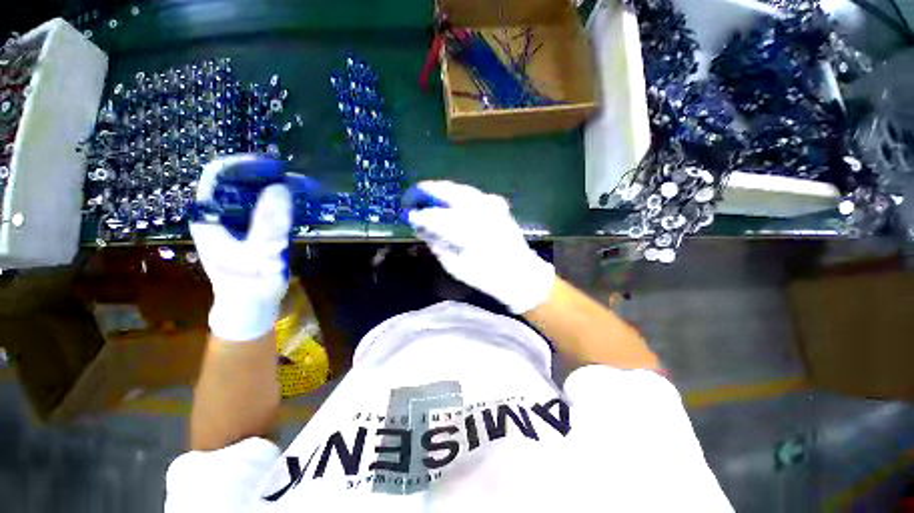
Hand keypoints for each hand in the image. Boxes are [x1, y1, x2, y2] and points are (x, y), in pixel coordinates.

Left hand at [190, 155, 292, 341]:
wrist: (250, 306)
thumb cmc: (249, 285)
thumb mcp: (260, 254)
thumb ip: (268, 223)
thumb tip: (281, 187)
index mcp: (209, 216)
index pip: (218, 175)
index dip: (244, 164)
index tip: (275, 165)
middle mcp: (218, 214)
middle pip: (237, 181)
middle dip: (266, 175)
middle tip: (296, 178)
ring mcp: (235, 222)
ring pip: (252, 193)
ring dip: (276, 187)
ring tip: (301, 187)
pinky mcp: (250, 229)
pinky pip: (263, 207)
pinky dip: (280, 201)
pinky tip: (297, 203)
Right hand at [407, 181, 554, 313]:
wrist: (520, 273)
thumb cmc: (486, 276)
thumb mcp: (455, 266)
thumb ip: (437, 244)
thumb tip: (422, 227)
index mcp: (465, 229)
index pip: (434, 215)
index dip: (418, 214)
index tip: (408, 214)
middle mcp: (478, 210)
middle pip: (446, 190)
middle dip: (426, 190)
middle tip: (413, 196)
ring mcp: (490, 204)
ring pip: (459, 188)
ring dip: (441, 190)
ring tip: (429, 196)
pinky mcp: (498, 204)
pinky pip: (472, 193)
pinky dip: (458, 194)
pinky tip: (451, 201)